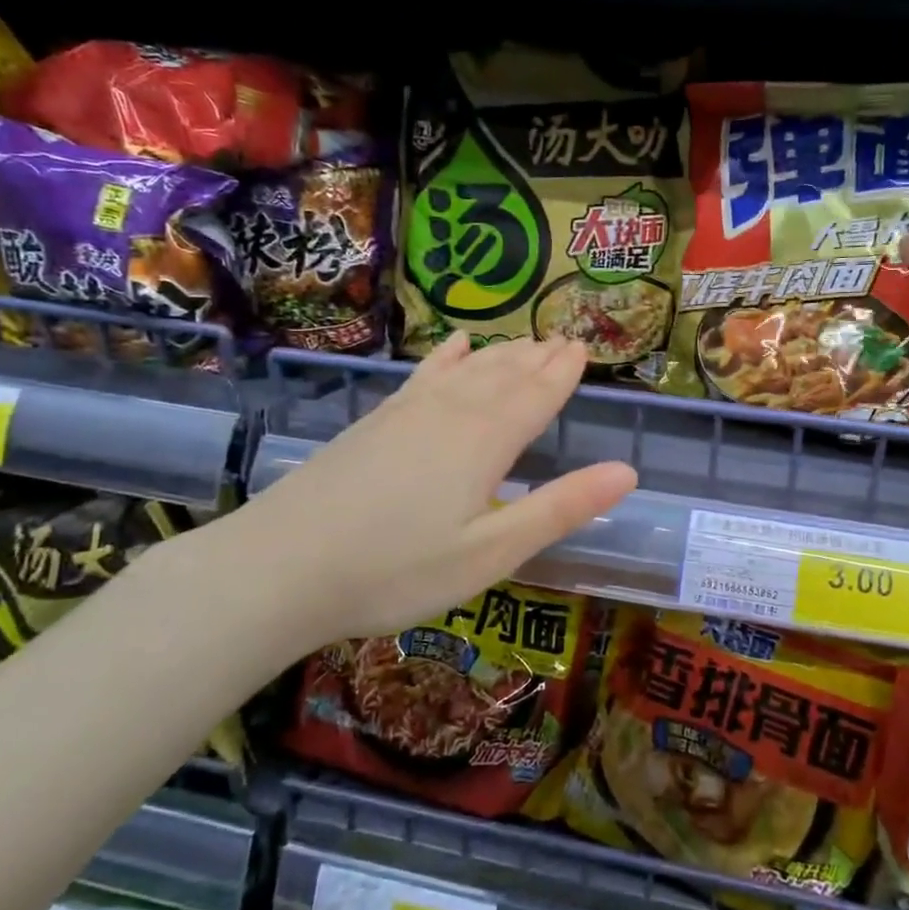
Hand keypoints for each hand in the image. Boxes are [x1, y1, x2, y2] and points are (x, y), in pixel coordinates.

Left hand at [219, 334, 636, 651]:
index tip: (584, 347)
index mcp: (485, 442)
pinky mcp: (375, 421)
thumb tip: (627, 472)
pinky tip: (455, 345)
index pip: (537, 396)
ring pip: (467, 370)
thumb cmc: (396, 570)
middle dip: (538, 357)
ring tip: (525, 341)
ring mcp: (407, 413)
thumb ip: (559, 509)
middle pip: (504, 375)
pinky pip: (423, 375)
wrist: (281, 567)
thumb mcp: (491, 553)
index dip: (563, 373)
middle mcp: (450, 413)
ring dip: (502, 354)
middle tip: (563, 338)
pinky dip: (446, 357)